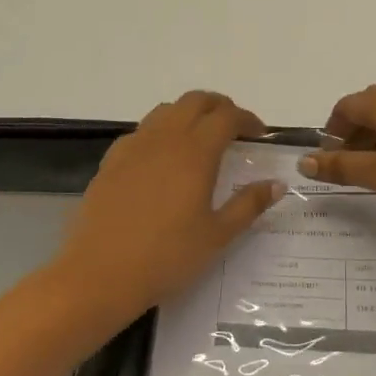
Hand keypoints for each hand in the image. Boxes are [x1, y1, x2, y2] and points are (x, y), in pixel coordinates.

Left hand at [54, 92, 283, 323]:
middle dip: (219, 107)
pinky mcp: (111, 161)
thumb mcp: (218, 235)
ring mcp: (134, 147)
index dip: (247, 119)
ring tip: (200, 139)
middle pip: (195, 101)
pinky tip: (162, 160)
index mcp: (195, 152)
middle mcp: (165, 138)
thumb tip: (276, 183)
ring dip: (189, 114)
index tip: (260, 135)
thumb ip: (249, 204)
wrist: (99, 275)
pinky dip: (160, 132)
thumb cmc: (167, 256)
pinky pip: (141, 132)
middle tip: (234, 128)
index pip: (227, 117)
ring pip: (166, 111)